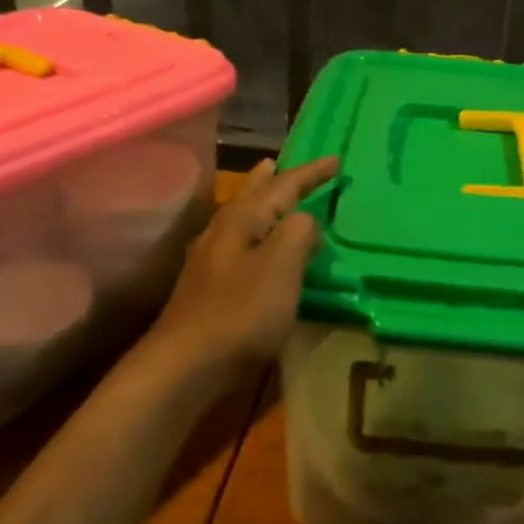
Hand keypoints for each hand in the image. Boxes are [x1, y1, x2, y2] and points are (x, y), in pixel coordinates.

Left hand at [143, 156, 338, 385]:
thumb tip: (306, 219)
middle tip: (279, 162)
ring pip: (239, 218)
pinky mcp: (207, 288)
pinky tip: (251, 246)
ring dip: (256, 203)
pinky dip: (251, 234)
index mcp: (243, 221)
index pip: (282, 186)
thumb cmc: (241, 312)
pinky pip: (236, 244)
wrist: (188, 363)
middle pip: (250, 196)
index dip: (310, 173)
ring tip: (265, 193)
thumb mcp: (281, 266)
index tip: (335, 160)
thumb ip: (298, 233)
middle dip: (270, 179)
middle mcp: (222, 232)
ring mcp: (210, 261)